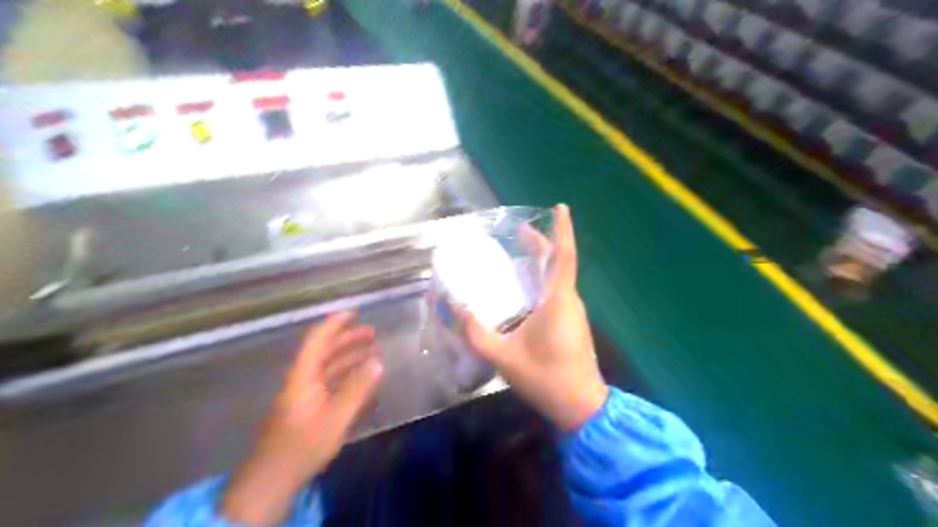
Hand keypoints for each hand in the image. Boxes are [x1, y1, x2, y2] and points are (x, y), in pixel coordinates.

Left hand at [223, 313, 381, 526]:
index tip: (355, 313)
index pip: (318, 340)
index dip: (335, 324)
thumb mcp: (336, 416)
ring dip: (349, 359)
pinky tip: (363, 384)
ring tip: (373, 355)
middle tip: (373, 334)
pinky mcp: (306, 411)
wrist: (272, 480)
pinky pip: (329, 386)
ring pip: (328, 369)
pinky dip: (346, 379)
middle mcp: (302, 381)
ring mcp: (303, 396)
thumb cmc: (304, 444)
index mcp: (303, 376)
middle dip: (348, 340)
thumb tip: (378, 361)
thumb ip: (358, 388)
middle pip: (325, 352)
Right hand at [461, 203, 608, 432]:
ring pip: (558, 278)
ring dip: (541, 263)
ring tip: (516, 254)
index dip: (562, 230)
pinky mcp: (571, 323)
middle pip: (558, 263)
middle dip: (541, 244)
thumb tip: (455, 309)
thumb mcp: (504, 357)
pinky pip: (556, 292)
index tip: (559, 207)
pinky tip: (523, 288)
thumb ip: (477, 333)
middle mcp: (569, 301)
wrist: (581, 407)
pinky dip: (542, 281)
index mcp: (558, 301)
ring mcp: (573, 313)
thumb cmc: (546, 379)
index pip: (563, 257)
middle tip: (519, 231)